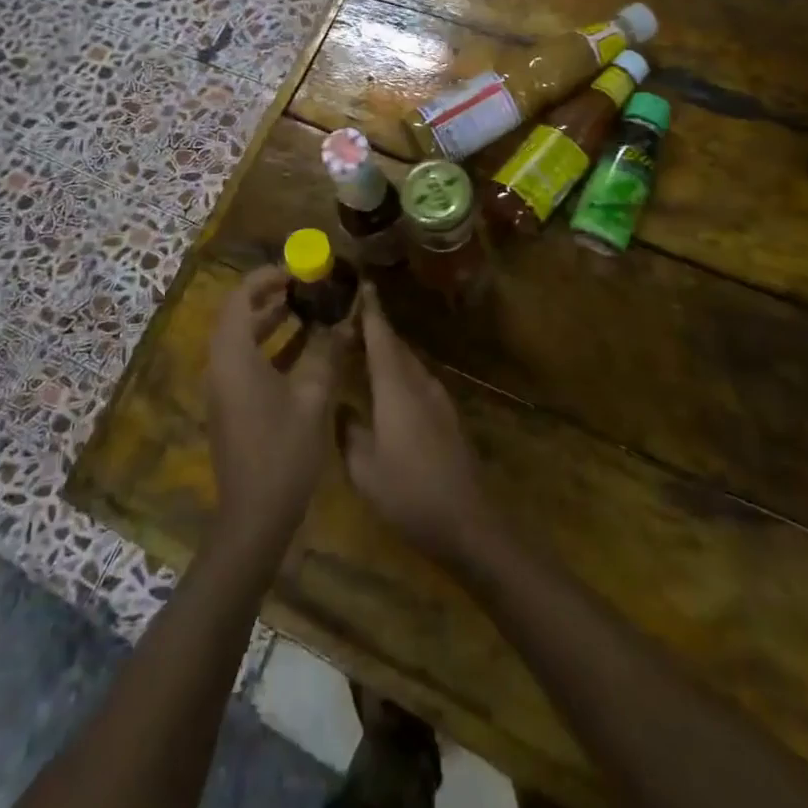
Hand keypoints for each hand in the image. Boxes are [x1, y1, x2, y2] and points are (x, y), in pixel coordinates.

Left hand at [206, 266, 351, 555]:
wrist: (254, 517)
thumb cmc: (283, 452)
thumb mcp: (312, 398)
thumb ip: (326, 353)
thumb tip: (344, 320)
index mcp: (233, 356)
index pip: (240, 297)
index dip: (267, 278)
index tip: (298, 269)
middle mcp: (220, 365)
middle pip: (238, 314)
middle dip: (271, 296)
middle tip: (307, 285)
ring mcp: (223, 387)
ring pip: (243, 338)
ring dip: (272, 321)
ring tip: (309, 308)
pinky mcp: (231, 404)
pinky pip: (246, 360)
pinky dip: (271, 346)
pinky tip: (304, 349)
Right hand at [343, 286, 500, 573]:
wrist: (468, 523)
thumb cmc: (409, 493)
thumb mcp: (363, 469)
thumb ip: (348, 431)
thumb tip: (340, 406)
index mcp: (396, 388)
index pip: (381, 337)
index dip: (371, 310)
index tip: (362, 284)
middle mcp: (419, 384)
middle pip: (396, 346)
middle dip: (376, 329)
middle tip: (350, 319)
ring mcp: (438, 399)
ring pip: (409, 364)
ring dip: (388, 353)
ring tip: (363, 350)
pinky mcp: (448, 417)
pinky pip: (418, 381)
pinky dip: (400, 374)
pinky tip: (388, 389)